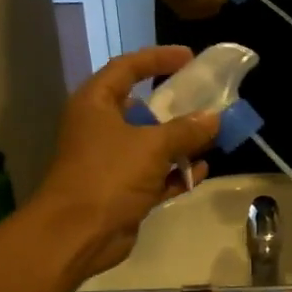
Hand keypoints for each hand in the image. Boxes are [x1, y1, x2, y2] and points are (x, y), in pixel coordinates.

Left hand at [27, 47, 219, 282]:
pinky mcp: (122, 191)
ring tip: (213, 137)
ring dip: (181, 143)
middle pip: (142, 108)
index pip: (127, 68)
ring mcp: (111, 162)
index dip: (157, 59)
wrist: (78, 233)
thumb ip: (186, 130)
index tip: (189, 57)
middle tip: (207, 101)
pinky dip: (176, 172)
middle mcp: (101, 128)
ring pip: (151, 144)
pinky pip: (155, 175)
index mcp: (96, 104)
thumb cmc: (109, 176)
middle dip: (176, 107)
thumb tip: (213, 119)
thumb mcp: (152, 146)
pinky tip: (201, 170)